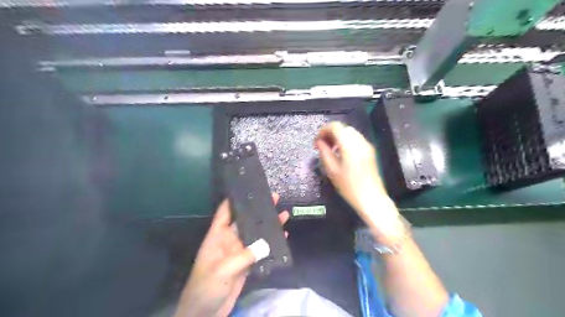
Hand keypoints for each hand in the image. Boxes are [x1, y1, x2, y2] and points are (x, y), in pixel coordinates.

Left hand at [175, 193, 288, 316]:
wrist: (204, 314)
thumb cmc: (206, 288)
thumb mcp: (222, 270)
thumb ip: (244, 256)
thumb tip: (267, 243)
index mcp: (217, 237)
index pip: (225, 212)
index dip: (235, 200)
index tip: (249, 189)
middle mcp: (229, 241)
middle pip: (245, 221)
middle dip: (259, 210)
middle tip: (274, 198)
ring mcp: (239, 252)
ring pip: (256, 234)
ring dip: (268, 225)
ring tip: (283, 214)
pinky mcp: (247, 264)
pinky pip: (261, 251)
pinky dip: (271, 244)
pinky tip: (283, 237)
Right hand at [316, 123, 398, 240]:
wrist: (371, 198)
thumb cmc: (349, 187)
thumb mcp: (332, 171)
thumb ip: (324, 153)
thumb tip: (319, 142)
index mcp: (350, 145)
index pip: (335, 127)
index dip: (323, 130)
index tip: (316, 141)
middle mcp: (360, 141)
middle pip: (343, 128)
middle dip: (330, 133)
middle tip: (322, 145)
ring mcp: (367, 146)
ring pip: (350, 132)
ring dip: (338, 136)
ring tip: (330, 149)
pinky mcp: (370, 151)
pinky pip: (356, 139)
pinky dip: (346, 141)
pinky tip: (341, 153)